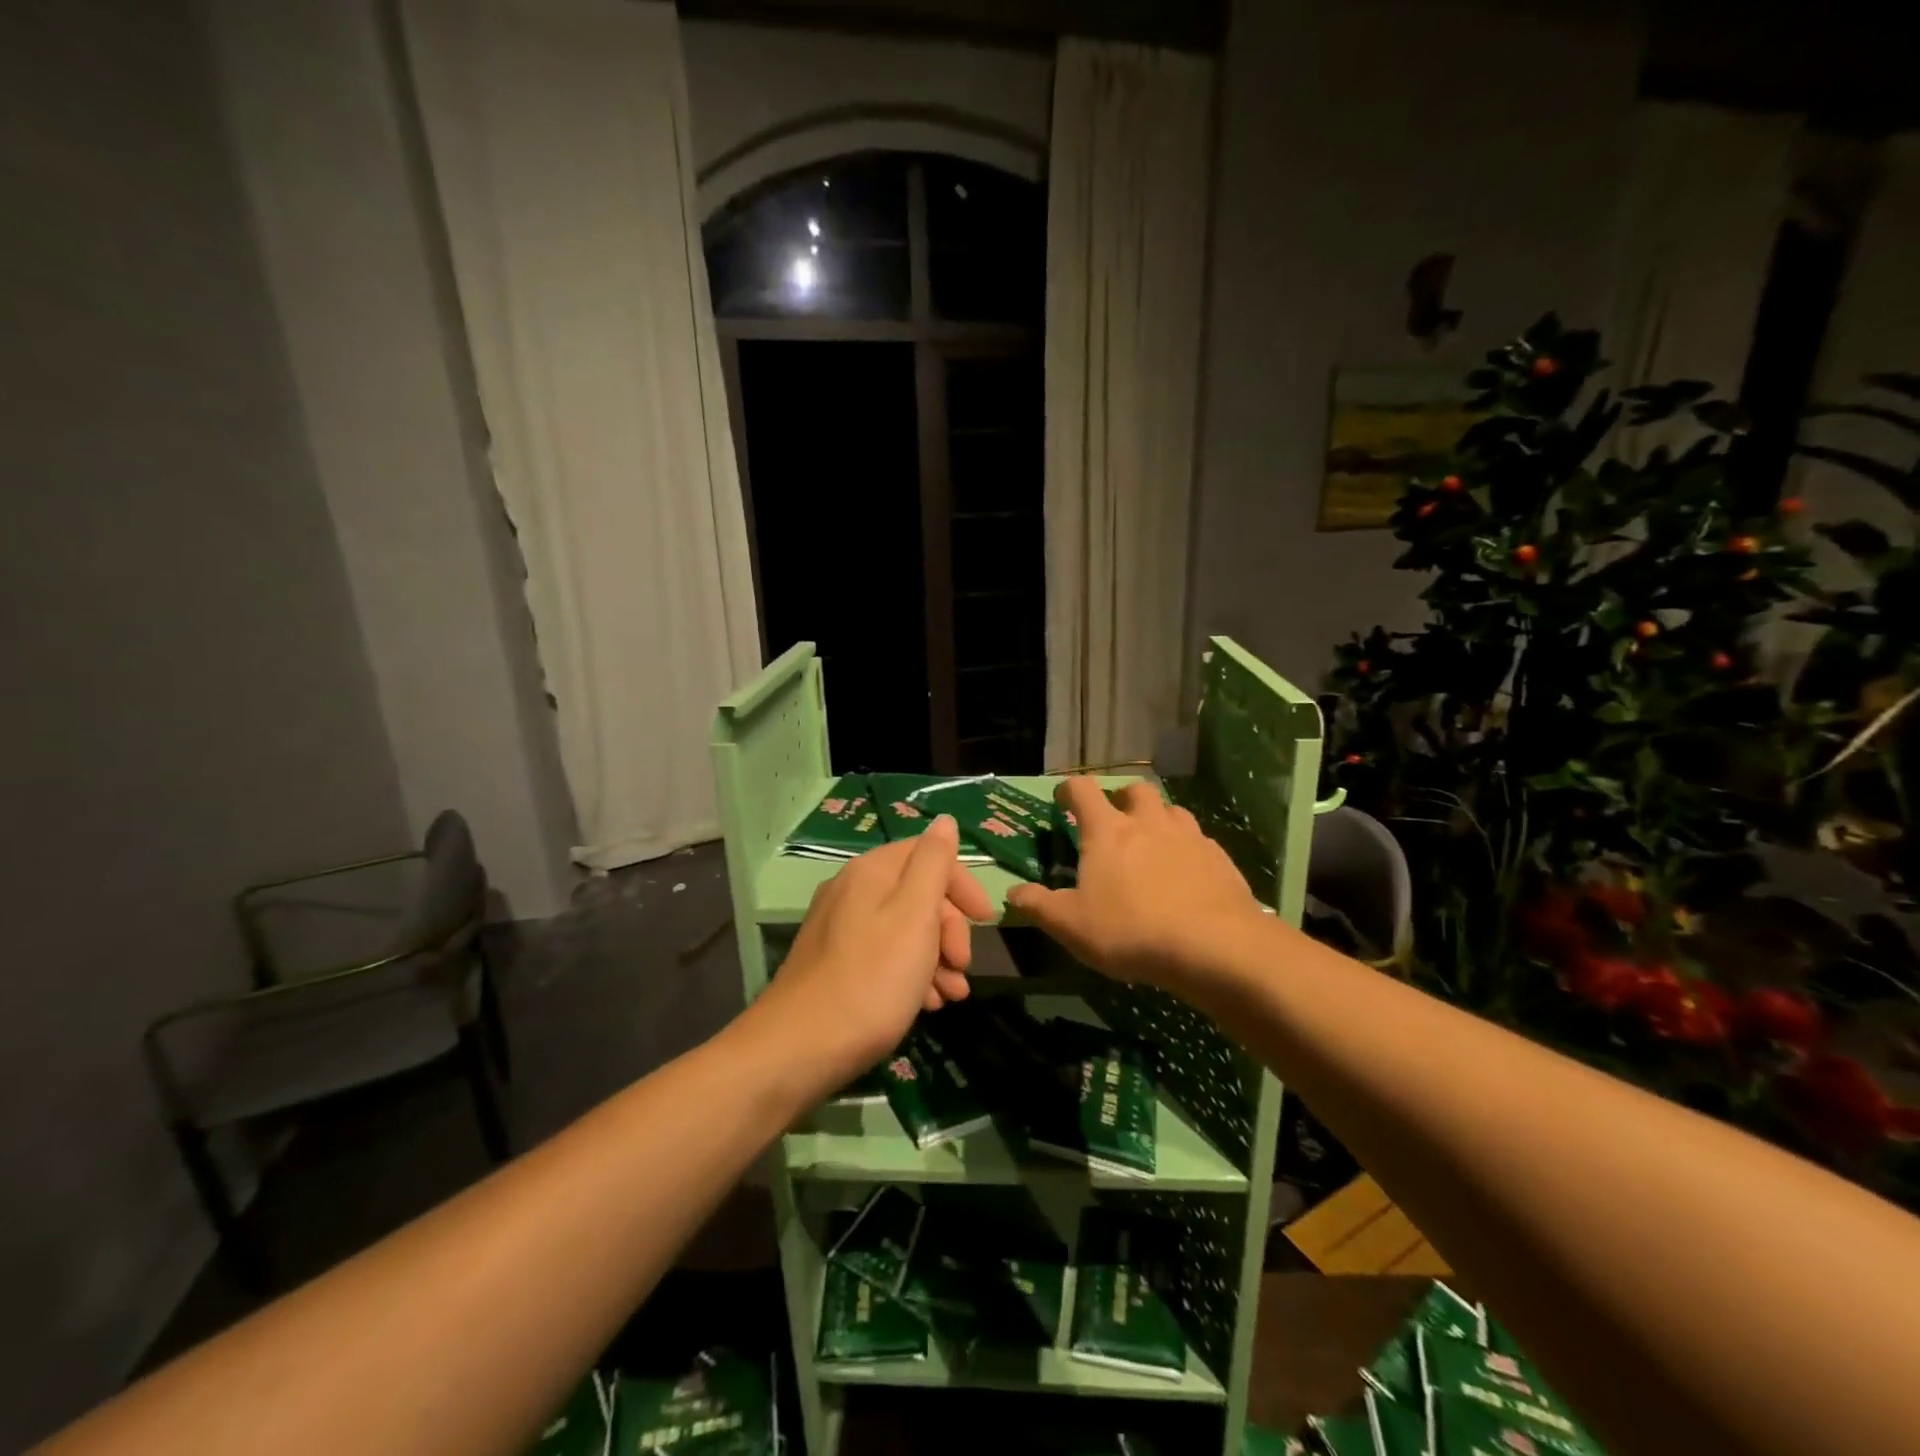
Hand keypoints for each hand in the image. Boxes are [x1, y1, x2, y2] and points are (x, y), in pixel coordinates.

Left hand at [752, 816, 991, 1090]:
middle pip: (917, 893)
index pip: (928, 854)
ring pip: (904, 929)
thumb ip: (933, 863)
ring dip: (936, 958)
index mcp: (871, 872)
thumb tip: (945, 821)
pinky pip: (884, 956)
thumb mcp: (914, 915)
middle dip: (950, 929)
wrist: (800, 1049)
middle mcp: (852, 891)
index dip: (962, 884)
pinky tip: (925, 1006)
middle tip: (963, 967)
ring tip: (952, 997)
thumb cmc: (871, 979)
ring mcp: (839, 928)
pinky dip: (910, 974)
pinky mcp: (834, 964)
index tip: (986, 921)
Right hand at [1005, 777, 1265, 993]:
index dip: (1069, 789)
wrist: (1213, 946)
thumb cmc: (1130, 930)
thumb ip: (1039, 905)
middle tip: (1114, 822)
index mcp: (1107, 831)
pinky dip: (1187, 848)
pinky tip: (1185, 874)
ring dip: (1158, 819)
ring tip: (1152, 844)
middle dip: (1121, 798)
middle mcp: (1148, 822)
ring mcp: (1189, 837)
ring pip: (1171, 810)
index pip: (1083, 790)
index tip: (1063, 800)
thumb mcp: (1071, 925)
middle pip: (1134, 790)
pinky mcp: (1219, 858)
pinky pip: (1199, 840)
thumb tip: (1013, 892)